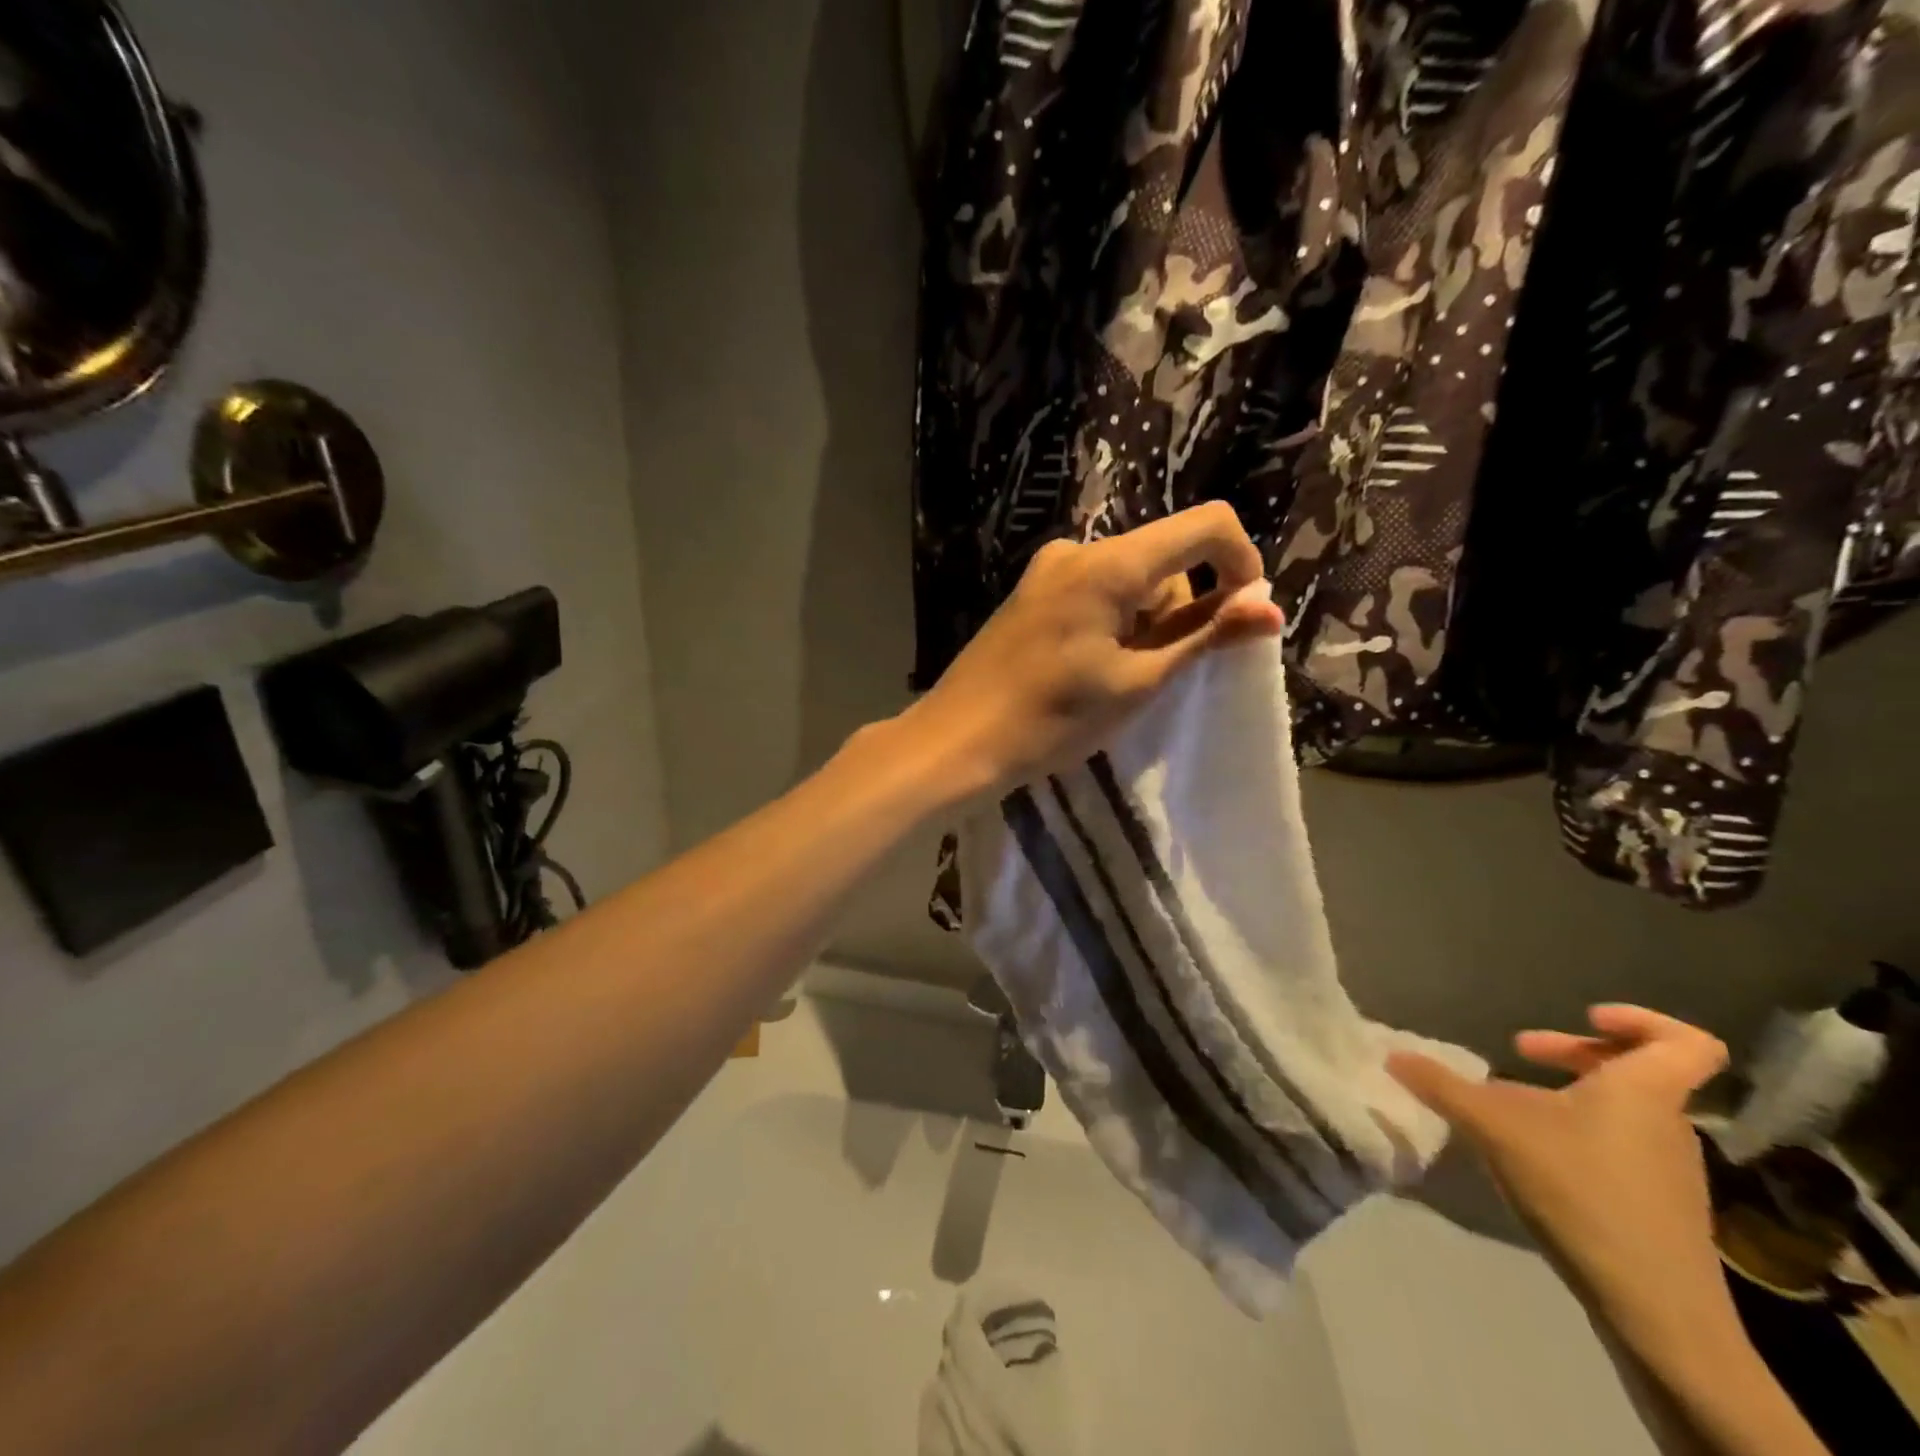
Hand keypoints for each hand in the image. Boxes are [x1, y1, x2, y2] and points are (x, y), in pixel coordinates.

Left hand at [905, 502, 1284, 797]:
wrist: (958, 740)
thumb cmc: (1052, 719)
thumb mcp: (1138, 681)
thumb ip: (1204, 635)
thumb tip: (1270, 606)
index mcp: (1109, 563)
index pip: (1206, 524)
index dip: (1241, 563)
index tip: (1243, 616)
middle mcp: (1078, 550)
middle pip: (1166, 555)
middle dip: (1185, 606)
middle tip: (1162, 671)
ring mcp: (1049, 570)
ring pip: (1133, 577)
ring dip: (1149, 620)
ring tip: (1120, 679)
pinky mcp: (1034, 592)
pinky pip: (1098, 590)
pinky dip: (1118, 621)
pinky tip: (1094, 668)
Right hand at [1389, 1006, 1732, 1349]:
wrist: (1657, 1311)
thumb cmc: (1582, 1191)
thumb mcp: (1494, 1128)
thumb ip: (1442, 1087)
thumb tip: (1393, 1055)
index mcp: (1643, 1091)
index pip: (1686, 1041)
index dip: (1642, 1019)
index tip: (1585, 1016)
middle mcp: (1667, 1124)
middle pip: (1640, 1071)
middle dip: (1576, 1052)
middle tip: (1523, 1050)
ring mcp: (1669, 1170)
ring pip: (1626, 1110)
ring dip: (1573, 1096)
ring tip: (1517, 1106)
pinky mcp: (1660, 1208)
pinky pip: (1623, 1147)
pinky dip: (1580, 1135)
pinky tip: (1536, 1155)